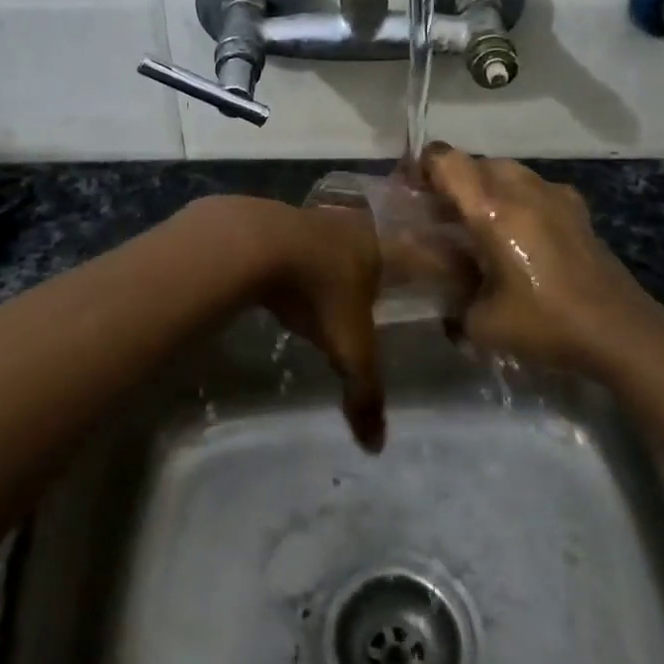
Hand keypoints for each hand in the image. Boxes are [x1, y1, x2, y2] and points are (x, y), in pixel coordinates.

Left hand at [194, 197, 386, 450]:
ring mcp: (307, 218)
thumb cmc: (319, 293)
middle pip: (362, 246)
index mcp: (376, 247)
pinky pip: (287, 240)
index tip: (406, 283)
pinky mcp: (269, 218)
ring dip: (321, 259)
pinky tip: (276, 278)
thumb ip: (364, 392)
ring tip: (315, 287)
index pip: (403, 258)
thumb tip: (376, 446)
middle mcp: (346, 225)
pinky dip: (286, 257)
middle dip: (361, 266)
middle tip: (357, 290)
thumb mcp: (349, 349)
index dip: (407, 272)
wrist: (257, 244)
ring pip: (323, 239)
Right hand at [421, 144, 663, 372]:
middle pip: (475, 163)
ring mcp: (555, 195)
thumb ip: (449, 294)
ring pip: (506, 172)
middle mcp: (522, 189)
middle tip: (438, 216)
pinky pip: (534, 188)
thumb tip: (434, 284)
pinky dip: (517, 199)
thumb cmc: (544, 324)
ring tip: (477, 225)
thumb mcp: (480, 322)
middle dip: (451, 183)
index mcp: (492, 209)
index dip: (421, 167)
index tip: (409, 193)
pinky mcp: (577, 209)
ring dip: (485, 189)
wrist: (619, 331)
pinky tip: (518, 234)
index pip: (446, 160)